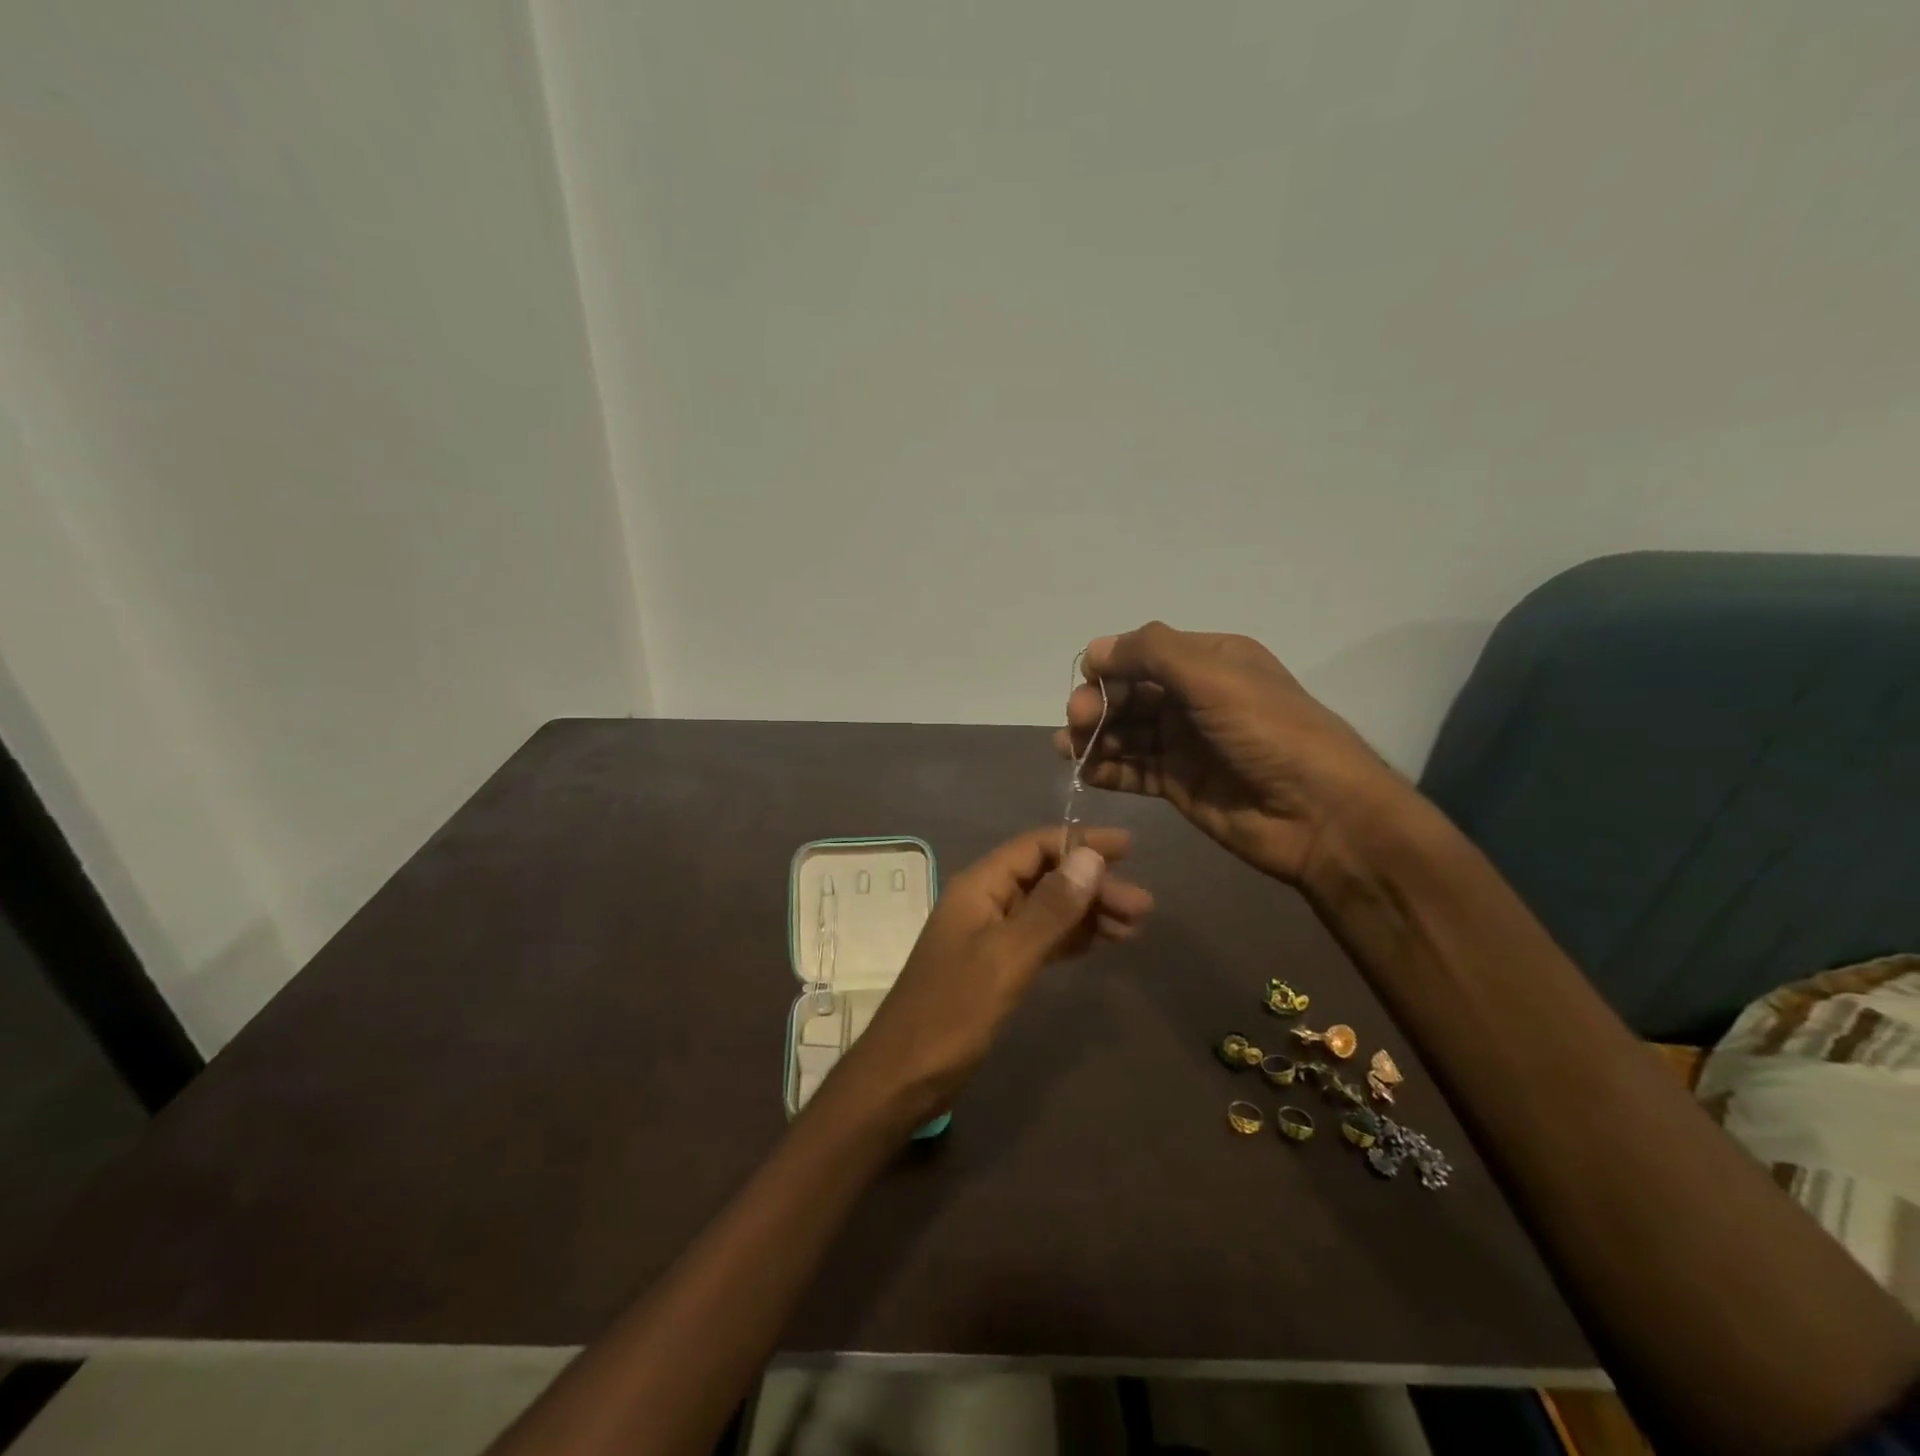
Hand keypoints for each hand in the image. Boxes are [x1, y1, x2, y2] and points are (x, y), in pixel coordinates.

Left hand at [824, 827, 1151, 1129]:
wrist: (904, 1076)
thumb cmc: (952, 1013)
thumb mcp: (1006, 958)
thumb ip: (1050, 909)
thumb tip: (1091, 857)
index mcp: (979, 887)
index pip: (1035, 847)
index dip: (1081, 843)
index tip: (1129, 849)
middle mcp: (984, 902)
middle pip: (1046, 878)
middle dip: (1094, 886)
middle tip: (1143, 908)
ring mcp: (988, 935)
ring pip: (1047, 910)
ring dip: (1088, 913)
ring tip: (1134, 928)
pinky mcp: (995, 967)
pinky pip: (1040, 939)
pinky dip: (1071, 938)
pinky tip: (1101, 944)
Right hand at [1054, 623, 1407, 885]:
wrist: (1320, 815)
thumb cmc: (1270, 733)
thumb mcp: (1214, 677)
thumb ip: (1152, 654)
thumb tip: (1095, 650)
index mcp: (1210, 661)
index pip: (1144, 654)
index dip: (1110, 667)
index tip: (1087, 685)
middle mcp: (1194, 698)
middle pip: (1129, 693)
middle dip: (1098, 704)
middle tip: (1078, 722)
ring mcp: (1185, 743)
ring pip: (1125, 732)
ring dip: (1094, 736)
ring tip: (1070, 748)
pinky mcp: (1178, 784)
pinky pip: (1132, 770)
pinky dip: (1106, 768)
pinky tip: (1085, 770)